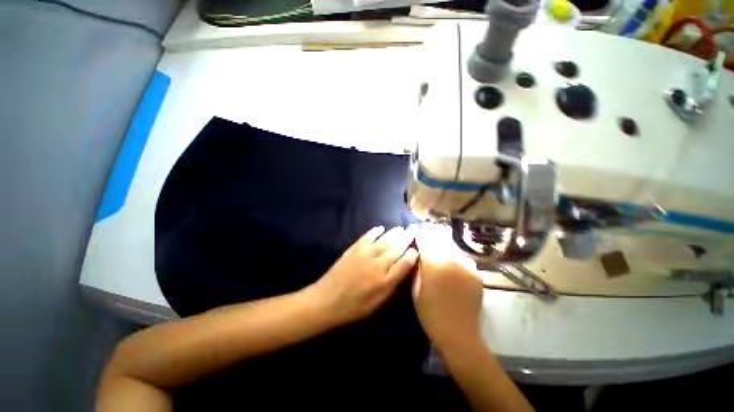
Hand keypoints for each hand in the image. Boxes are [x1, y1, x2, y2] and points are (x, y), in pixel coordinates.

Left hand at [307, 225, 418, 326]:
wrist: (327, 300)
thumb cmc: (355, 306)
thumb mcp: (378, 303)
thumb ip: (393, 286)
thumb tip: (404, 269)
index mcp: (385, 281)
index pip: (405, 263)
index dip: (412, 254)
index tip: (417, 248)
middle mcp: (378, 264)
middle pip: (396, 248)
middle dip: (407, 237)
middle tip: (414, 228)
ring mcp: (365, 254)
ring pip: (384, 240)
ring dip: (394, 233)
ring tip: (401, 228)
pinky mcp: (354, 249)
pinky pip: (368, 237)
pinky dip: (375, 231)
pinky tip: (380, 228)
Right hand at [412, 223, 483, 351]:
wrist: (459, 334)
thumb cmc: (430, 313)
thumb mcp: (415, 289)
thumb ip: (416, 268)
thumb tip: (416, 252)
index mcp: (435, 264)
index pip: (425, 241)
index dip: (419, 234)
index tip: (416, 230)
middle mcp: (452, 260)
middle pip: (439, 240)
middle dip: (431, 235)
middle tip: (426, 232)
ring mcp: (467, 267)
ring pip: (452, 248)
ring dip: (443, 245)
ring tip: (438, 243)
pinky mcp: (476, 274)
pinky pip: (462, 259)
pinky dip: (454, 257)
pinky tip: (451, 261)